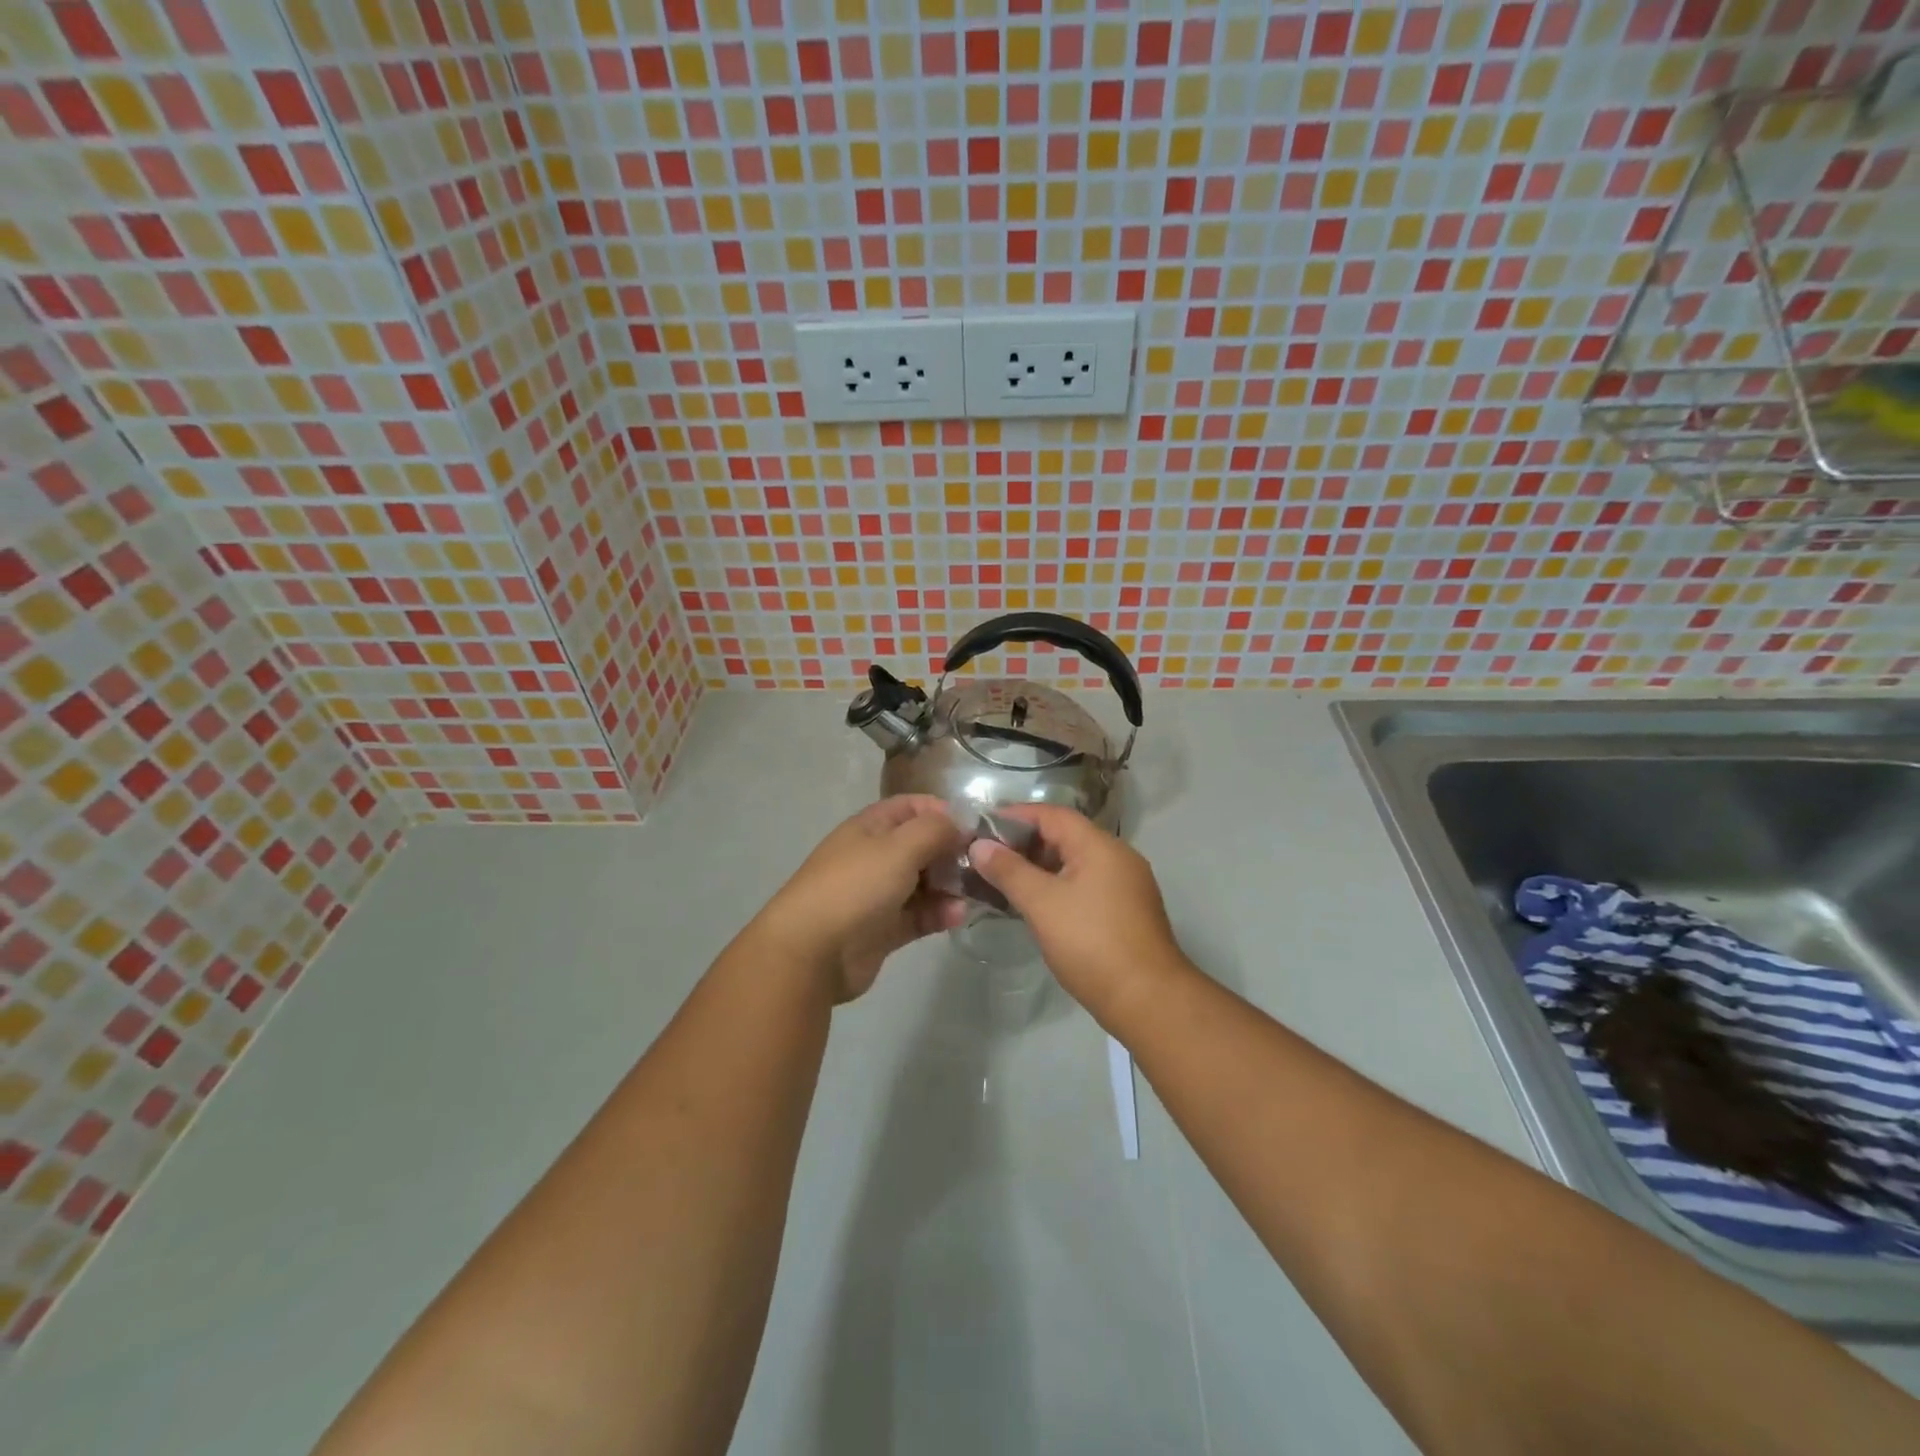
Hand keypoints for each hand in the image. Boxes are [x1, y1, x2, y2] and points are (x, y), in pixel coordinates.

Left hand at [754, 795, 967, 1001]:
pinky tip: (958, 915)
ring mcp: (879, 894)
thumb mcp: (899, 847)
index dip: (943, 812)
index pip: (912, 807)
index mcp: (871, 827)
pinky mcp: (884, 929)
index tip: (976, 828)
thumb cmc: (855, 887)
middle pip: (923, 845)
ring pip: (925, 882)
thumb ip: (935, 830)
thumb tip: (959, 826)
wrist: (810, 952)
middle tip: (983, 864)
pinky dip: (940, 913)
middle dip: (953, 852)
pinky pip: (920, 915)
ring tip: (976, 893)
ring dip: (951, 885)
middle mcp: (875, 856)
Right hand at [969, 806, 1190, 1025]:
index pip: (1052, 814)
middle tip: (988, 857)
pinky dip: (1059, 886)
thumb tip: (979, 845)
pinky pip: (1086, 884)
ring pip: (1075, 862)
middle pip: (1065, 836)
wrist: (1148, 999)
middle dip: (1025, 843)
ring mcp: (1126, 884)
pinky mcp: (1127, 911)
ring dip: (1040, 867)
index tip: (981, 827)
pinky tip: (1036, 905)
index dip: (1015, 816)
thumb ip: (1009, 870)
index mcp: (1099, 845)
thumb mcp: (1042, 904)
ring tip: (1004, 881)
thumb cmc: (1091, 943)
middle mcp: (1117, 856)